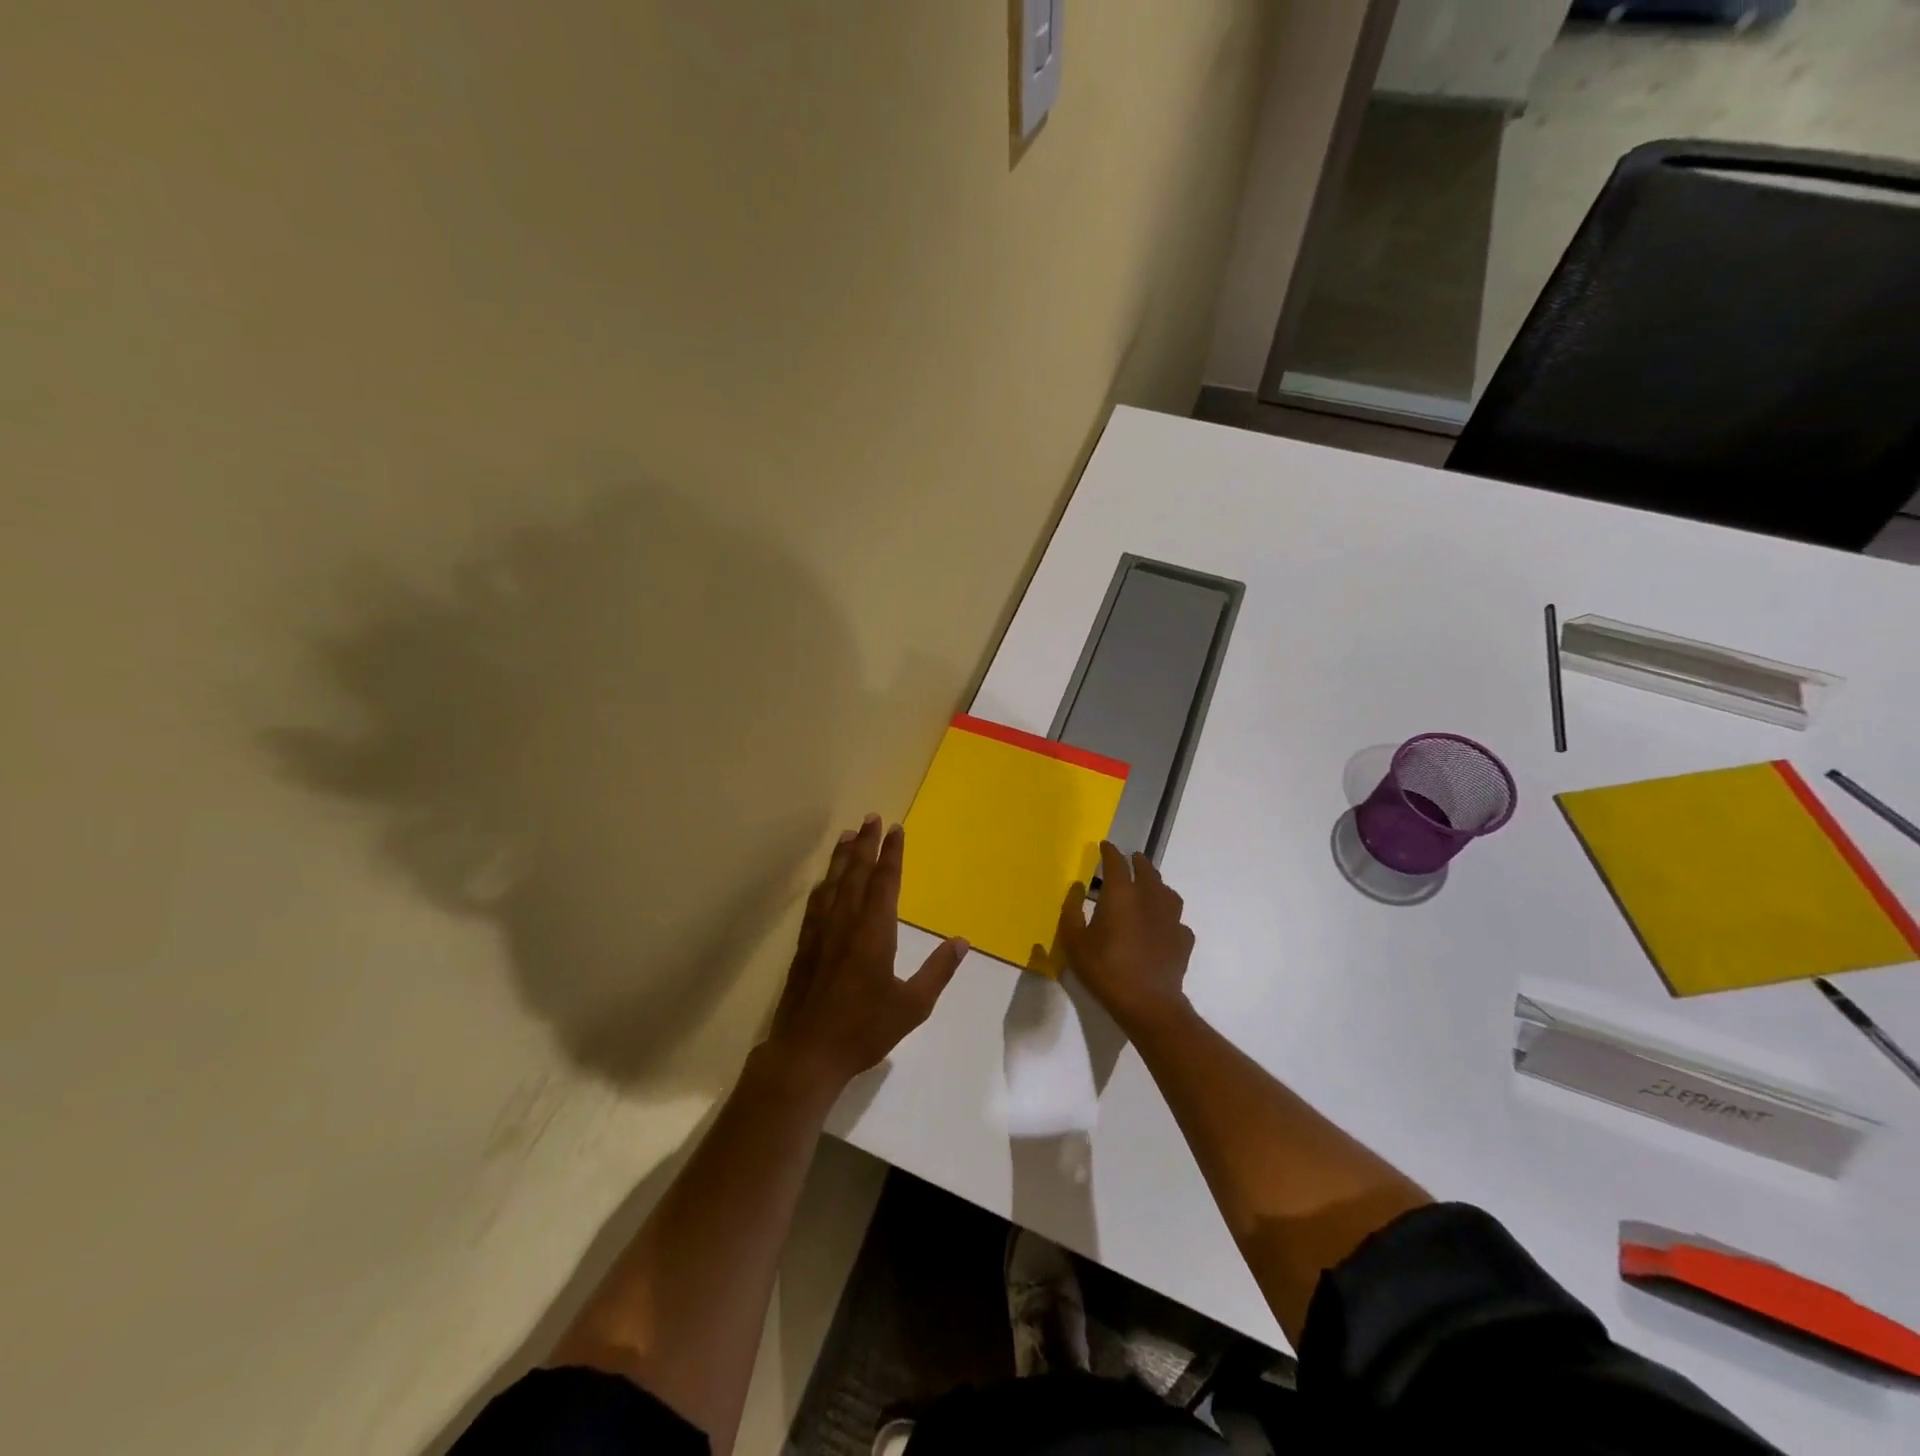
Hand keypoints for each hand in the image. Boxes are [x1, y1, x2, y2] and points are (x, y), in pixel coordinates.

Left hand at [765, 815, 966, 1099]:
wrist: (807, 1052)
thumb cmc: (864, 1029)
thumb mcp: (912, 1006)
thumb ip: (938, 971)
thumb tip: (962, 942)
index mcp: (874, 931)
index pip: (885, 882)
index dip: (892, 853)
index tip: (896, 828)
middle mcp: (846, 922)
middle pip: (857, 873)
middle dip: (866, 843)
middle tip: (871, 817)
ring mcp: (821, 932)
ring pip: (833, 883)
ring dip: (842, 857)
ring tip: (848, 834)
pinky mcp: (805, 946)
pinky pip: (816, 904)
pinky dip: (824, 884)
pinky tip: (824, 881)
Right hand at [1055, 841, 1194, 1034]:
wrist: (1148, 1002)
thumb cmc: (1105, 969)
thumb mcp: (1074, 942)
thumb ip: (1072, 911)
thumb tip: (1077, 887)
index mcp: (1121, 894)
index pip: (1116, 863)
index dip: (1109, 852)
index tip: (1105, 846)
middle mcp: (1150, 898)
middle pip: (1147, 871)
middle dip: (1137, 862)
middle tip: (1131, 859)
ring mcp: (1171, 918)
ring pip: (1167, 892)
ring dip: (1157, 884)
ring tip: (1150, 887)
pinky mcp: (1183, 939)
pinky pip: (1177, 920)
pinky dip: (1168, 917)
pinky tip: (1163, 926)